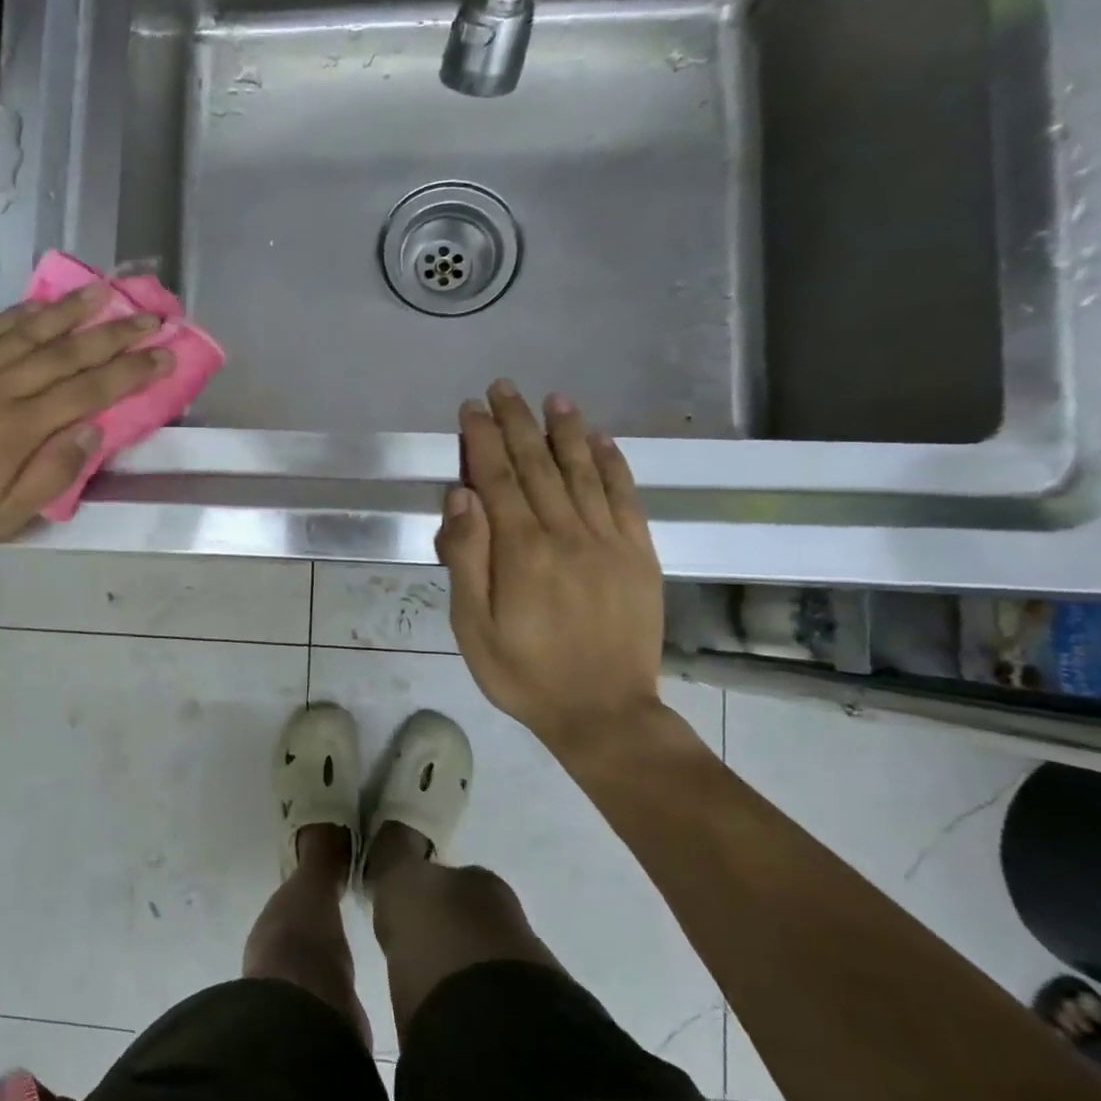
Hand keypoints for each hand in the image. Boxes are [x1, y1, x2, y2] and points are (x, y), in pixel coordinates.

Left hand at [0, 285, 171, 549]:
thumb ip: (52, 473)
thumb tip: (92, 432)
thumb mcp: (6, 515)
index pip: (90, 392)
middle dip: (115, 333)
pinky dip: (21, 313)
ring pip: (31, 331)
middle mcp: (2, 389)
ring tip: (106, 290)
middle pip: (69, 353)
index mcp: (22, 429)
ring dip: (72, 309)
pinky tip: (42, 302)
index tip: (164, 353)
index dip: (131, 371)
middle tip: (151, 316)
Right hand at [436, 382, 665, 754]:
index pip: (497, 478)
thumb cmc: (523, 673)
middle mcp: (567, 533)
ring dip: (566, 431)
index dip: (482, 439)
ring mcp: (609, 542)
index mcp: (522, 551)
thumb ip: (466, 557)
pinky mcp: (639, 555)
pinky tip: (602, 440)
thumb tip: (461, 496)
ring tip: (554, 398)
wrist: (603, 713)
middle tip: (504, 387)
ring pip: (584, 471)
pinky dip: (613, 464)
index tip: (471, 408)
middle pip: (538, 465)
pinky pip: (626, 497)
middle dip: (518, 422)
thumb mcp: (473, 626)